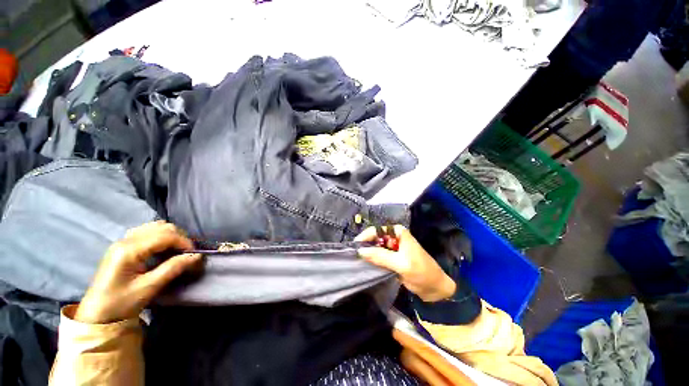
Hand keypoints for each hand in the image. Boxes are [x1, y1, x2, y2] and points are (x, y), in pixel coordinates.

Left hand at [75, 221, 202, 323]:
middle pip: (161, 227)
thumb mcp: (149, 287)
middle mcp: (125, 240)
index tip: (194, 253)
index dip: (184, 242)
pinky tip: (163, 248)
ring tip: (177, 250)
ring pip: (154, 227)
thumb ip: (173, 268)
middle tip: (187, 252)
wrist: (97, 315)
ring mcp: (122, 241)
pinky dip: (160, 236)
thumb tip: (196, 256)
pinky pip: (146, 231)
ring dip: (170, 235)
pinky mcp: (122, 246)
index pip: (164, 235)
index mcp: (129, 250)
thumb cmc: (121, 303)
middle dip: (179, 237)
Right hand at [356, 225, 455, 301]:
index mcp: (397, 232)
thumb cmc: (422, 272)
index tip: (354, 247)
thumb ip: (381, 256)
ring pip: (376, 247)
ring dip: (368, 253)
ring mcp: (393, 247)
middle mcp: (394, 237)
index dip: (364, 237)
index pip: (376, 230)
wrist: (435, 287)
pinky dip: (373, 259)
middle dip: (365, 245)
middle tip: (354, 256)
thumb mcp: (401, 264)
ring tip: (358, 260)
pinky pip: (379, 255)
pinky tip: (367, 264)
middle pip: (375, 238)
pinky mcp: (392, 257)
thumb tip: (360, 251)